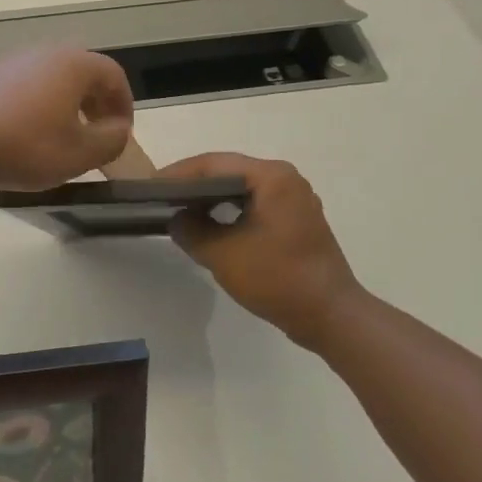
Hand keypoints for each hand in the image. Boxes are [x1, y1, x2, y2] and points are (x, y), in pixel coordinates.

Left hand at [0, 47, 133, 190]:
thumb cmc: (23, 145)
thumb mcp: (78, 154)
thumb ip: (110, 141)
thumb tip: (118, 130)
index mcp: (73, 64)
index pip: (113, 75)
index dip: (124, 105)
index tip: (121, 135)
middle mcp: (45, 53)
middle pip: (83, 74)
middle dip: (96, 105)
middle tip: (97, 137)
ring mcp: (14, 62)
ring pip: (54, 80)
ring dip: (68, 106)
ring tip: (64, 140)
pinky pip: (29, 87)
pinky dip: (41, 107)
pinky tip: (29, 136)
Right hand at [160, 153, 372, 350]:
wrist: (331, 316)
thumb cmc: (276, 279)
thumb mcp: (221, 254)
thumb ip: (190, 230)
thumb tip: (177, 218)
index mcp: (271, 177)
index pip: (213, 164)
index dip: (177, 174)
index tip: (150, 187)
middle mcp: (285, 178)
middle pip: (228, 171)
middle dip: (193, 183)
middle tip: (161, 197)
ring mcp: (294, 198)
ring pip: (241, 188)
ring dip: (211, 197)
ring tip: (180, 209)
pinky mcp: (296, 218)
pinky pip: (254, 203)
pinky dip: (230, 210)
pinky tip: (210, 224)